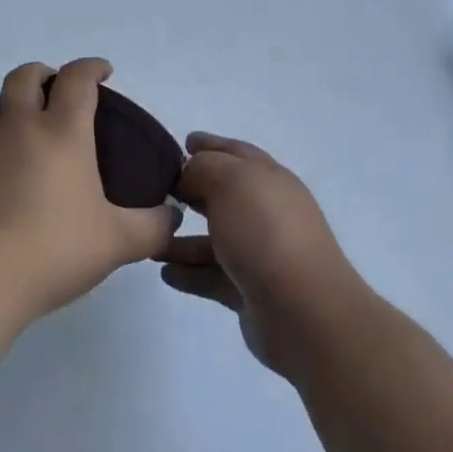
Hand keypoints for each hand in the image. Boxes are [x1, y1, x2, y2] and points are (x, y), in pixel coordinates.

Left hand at [0, 59, 179, 325]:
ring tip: (32, 143)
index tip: (104, 72)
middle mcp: (17, 129)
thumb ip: (152, 227)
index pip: (76, 79)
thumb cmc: (51, 250)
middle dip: (43, 74)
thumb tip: (171, 217)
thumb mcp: (117, 243)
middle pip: (24, 77)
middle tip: (59, 93)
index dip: (91, 67)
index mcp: (60, 132)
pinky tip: (5, 186)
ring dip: (14, 113)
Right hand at [160, 134, 370, 380]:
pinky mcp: (250, 290)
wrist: (302, 309)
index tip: (183, 142)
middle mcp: (267, 212)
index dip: (210, 145)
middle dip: (192, 191)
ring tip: (151, 241)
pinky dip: (189, 273)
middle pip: (224, 195)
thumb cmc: (264, 232)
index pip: (236, 153)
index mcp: (268, 179)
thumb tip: (189, 175)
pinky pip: (212, 276)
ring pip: (214, 239)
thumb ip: (203, 168)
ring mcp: (260, 252)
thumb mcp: (230, 182)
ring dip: (182, 239)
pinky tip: (165, 273)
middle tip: (157, 191)